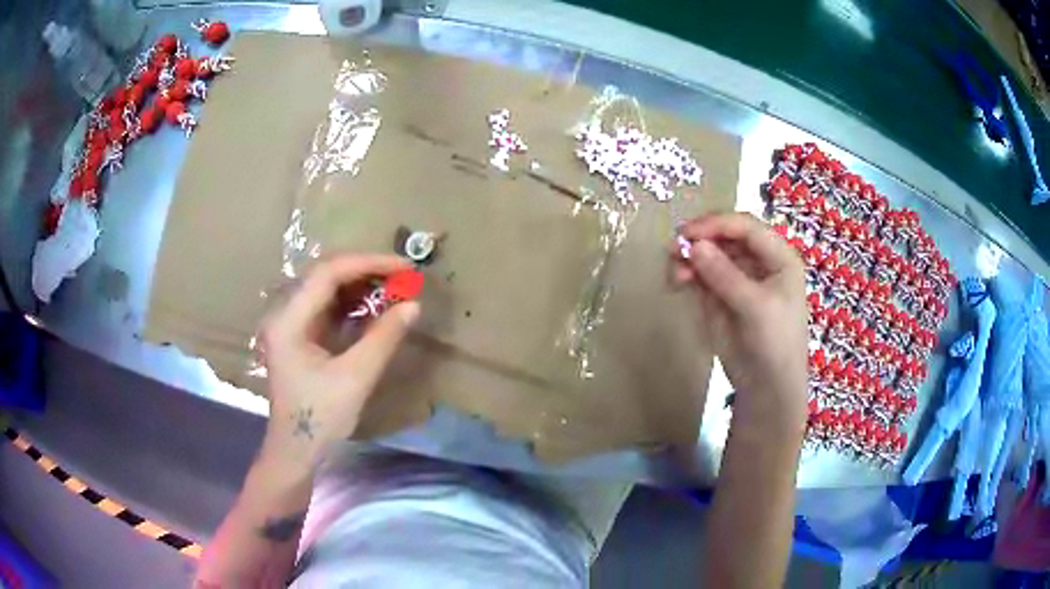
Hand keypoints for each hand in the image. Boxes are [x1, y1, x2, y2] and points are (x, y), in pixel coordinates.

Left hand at [258, 254, 419, 467]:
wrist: (297, 451)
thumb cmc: (320, 419)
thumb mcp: (355, 379)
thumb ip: (383, 338)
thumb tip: (413, 305)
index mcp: (288, 321)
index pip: (327, 274)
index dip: (367, 264)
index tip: (404, 267)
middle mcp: (284, 313)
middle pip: (325, 275)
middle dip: (365, 271)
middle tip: (403, 276)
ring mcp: (290, 324)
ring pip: (327, 288)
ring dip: (360, 285)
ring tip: (394, 288)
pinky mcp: (300, 335)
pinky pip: (328, 306)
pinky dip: (353, 303)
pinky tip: (375, 307)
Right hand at [672, 213, 807, 424]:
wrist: (766, 387)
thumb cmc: (775, 343)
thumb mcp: (756, 307)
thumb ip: (725, 274)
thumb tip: (692, 245)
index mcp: (778, 257)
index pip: (745, 227)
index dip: (716, 224)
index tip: (687, 233)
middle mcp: (757, 261)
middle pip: (724, 237)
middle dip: (699, 240)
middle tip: (673, 250)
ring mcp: (737, 278)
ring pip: (708, 254)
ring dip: (689, 258)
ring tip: (675, 275)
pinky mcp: (719, 296)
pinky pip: (700, 275)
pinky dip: (686, 274)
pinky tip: (676, 282)